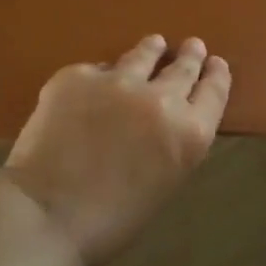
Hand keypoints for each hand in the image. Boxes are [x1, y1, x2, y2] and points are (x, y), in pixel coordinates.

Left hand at [2, 35, 230, 265]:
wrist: (48, 215)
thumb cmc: (112, 220)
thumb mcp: (165, 182)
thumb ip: (173, 144)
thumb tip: (165, 122)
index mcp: (189, 133)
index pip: (214, 91)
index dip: (217, 74)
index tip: (216, 64)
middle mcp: (161, 98)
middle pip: (183, 67)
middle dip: (190, 55)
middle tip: (193, 46)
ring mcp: (118, 81)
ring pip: (143, 55)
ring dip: (151, 50)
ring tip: (154, 44)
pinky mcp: (78, 76)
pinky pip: (96, 70)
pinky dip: (100, 77)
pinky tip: (95, 84)